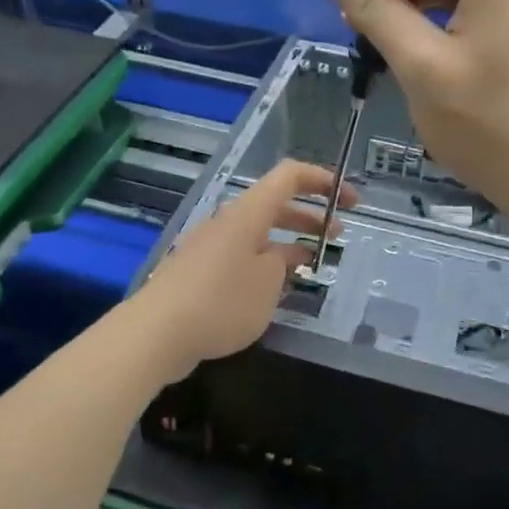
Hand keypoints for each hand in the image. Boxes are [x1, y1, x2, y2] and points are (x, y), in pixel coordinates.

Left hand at [137, 159, 355, 379]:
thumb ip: (283, 263)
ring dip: (288, 242)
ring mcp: (211, 246)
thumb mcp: (267, 283)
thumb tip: (282, 256)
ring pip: (258, 233)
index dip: (322, 180)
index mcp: (248, 213)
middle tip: (338, 234)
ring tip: (312, 263)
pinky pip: (241, 256)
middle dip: (310, 216)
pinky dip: (265, 263)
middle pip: (275, 205)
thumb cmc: (221, 302)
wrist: (157, 332)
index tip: (351, 199)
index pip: (289, 176)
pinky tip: (276, 289)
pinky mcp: (199, 271)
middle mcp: (228, 222)